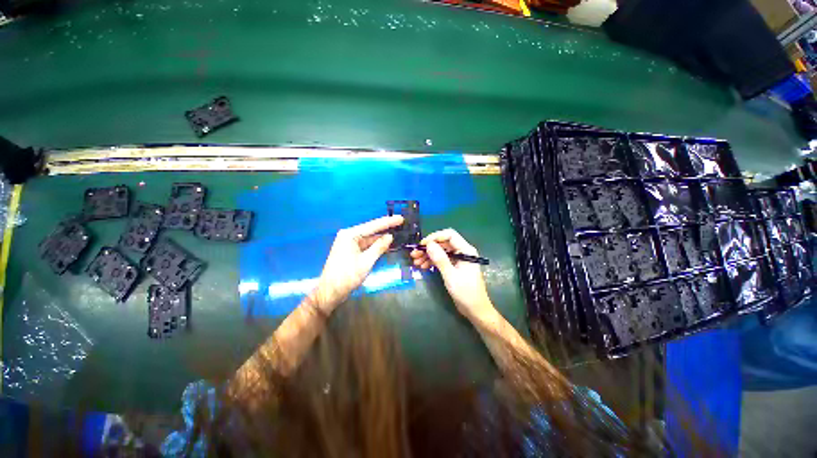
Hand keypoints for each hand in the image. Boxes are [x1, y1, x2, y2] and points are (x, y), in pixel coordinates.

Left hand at [311, 215, 403, 312]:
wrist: (331, 291)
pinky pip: (364, 247)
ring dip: (381, 239)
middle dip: (385, 229)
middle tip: (401, 226)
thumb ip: (379, 247)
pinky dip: (374, 247)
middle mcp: (348, 236)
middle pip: (370, 231)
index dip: (388, 222)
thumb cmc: (347, 275)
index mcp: (349, 235)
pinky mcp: (349, 253)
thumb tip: (390, 237)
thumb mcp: (366, 261)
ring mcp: (347, 245)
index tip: (401, 218)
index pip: (372, 225)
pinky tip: (385, 246)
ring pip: (367, 240)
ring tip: (397, 235)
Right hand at [410, 229, 496, 322]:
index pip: (449, 235)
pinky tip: (423, 267)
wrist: (475, 309)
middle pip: (444, 243)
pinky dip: (433, 262)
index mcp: (466, 251)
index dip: (434, 237)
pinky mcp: (456, 268)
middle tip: (414, 255)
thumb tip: (429, 244)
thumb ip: (440, 259)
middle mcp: (464, 252)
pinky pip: (443, 260)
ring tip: (416, 262)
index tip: (421, 245)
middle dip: (429, 248)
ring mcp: (460, 260)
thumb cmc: (466, 292)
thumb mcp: (451, 276)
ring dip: (429, 255)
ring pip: (442, 252)